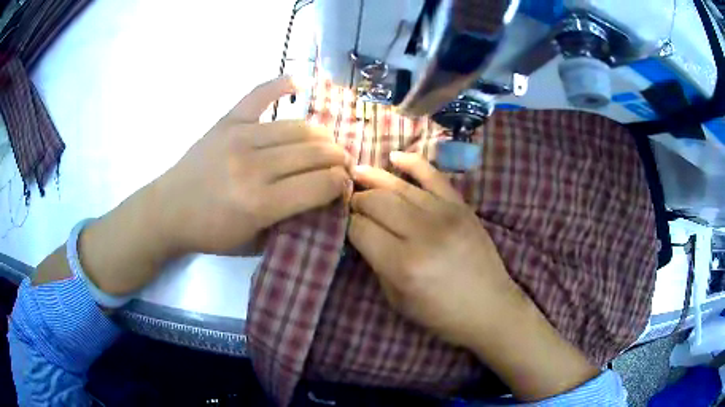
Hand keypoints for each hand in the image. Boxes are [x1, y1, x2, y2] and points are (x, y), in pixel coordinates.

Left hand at [156, 76, 350, 254]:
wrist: (168, 210)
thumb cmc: (211, 233)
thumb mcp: (255, 244)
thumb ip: (292, 223)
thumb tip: (326, 200)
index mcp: (260, 203)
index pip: (322, 183)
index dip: (342, 183)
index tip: (344, 187)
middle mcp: (253, 166)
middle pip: (316, 152)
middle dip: (339, 158)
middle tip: (343, 166)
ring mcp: (239, 137)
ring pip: (299, 127)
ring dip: (323, 135)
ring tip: (327, 145)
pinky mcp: (227, 121)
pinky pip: (260, 94)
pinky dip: (283, 84)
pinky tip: (301, 83)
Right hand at [348, 152, 597, 400]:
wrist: (490, 308)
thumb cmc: (441, 314)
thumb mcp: (397, 300)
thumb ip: (376, 263)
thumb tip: (361, 233)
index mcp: (403, 265)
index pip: (360, 229)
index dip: (346, 223)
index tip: (342, 222)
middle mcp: (422, 234)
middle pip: (376, 201)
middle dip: (356, 199)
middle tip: (349, 202)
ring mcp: (445, 215)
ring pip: (399, 186)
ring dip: (373, 178)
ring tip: (356, 172)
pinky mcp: (461, 206)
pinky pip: (433, 175)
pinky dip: (412, 162)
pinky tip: (394, 157)